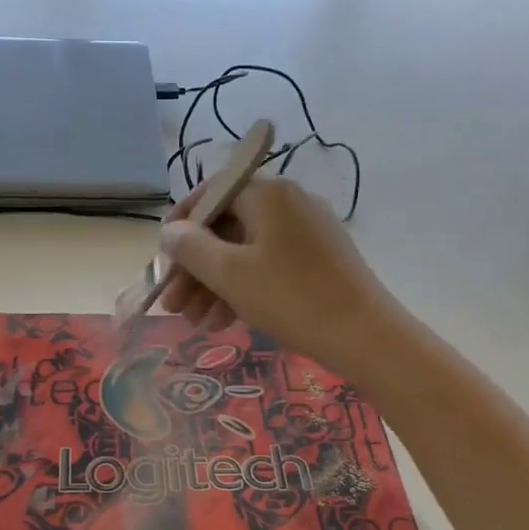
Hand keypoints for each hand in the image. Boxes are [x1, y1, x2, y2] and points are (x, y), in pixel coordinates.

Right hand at [158, 177, 399, 376]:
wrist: (365, 335)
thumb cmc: (291, 298)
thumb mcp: (230, 274)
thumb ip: (191, 249)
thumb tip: (170, 232)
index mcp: (268, 195)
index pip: (212, 193)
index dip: (182, 224)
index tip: (163, 257)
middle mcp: (289, 204)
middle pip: (227, 228)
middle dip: (195, 267)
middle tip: (173, 305)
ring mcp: (307, 234)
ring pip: (246, 252)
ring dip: (215, 285)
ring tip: (196, 322)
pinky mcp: (319, 262)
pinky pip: (269, 267)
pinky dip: (244, 289)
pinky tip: (224, 321)